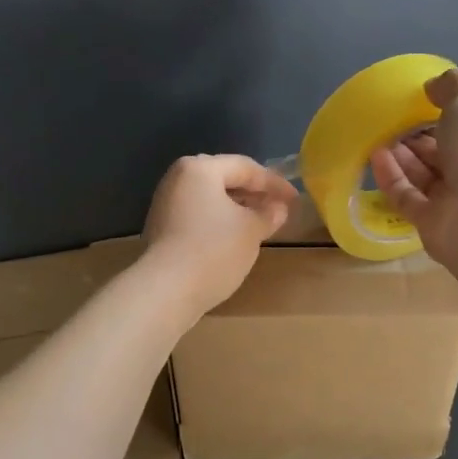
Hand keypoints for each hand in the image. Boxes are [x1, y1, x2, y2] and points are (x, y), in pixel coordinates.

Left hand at [140, 154, 299, 319]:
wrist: (165, 291)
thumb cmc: (213, 250)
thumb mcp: (251, 230)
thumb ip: (268, 214)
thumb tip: (278, 207)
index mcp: (200, 169)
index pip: (245, 167)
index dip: (274, 183)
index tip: (295, 199)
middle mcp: (178, 179)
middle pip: (224, 179)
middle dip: (254, 194)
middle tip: (279, 208)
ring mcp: (166, 204)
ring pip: (210, 199)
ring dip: (237, 209)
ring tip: (260, 224)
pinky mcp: (162, 228)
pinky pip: (198, 215)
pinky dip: (219, 221)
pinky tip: (234, 238)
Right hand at [369, 69, 457, 259]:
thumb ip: (454, 85)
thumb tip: (434, 88)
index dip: (457, 110)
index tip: (427, 99)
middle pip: (454, 151)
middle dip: (426, 134)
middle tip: (396, 119)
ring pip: (430, 175)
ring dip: (405, 154)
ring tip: (380, 133)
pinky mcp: (435, 225)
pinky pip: (409, 197)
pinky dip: (392, 177)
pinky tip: (375, 156)